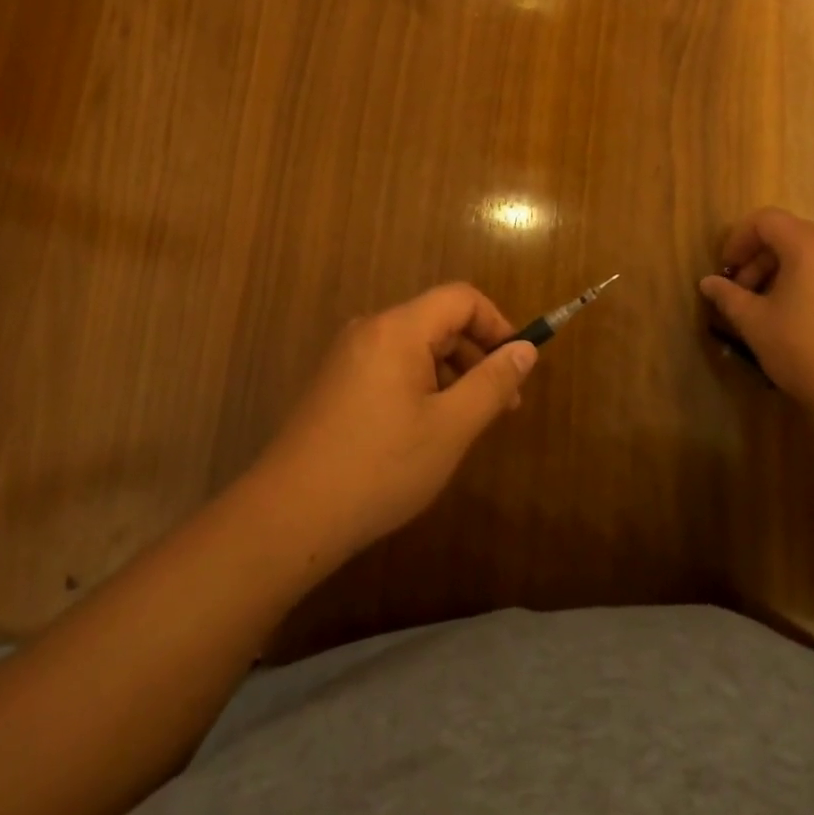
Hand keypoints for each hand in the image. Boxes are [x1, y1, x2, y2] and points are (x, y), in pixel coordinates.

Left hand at [249, 284, 536, 562]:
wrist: (288, 516)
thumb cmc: (380, 468)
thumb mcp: (450, 428)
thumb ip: (492, 383)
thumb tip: (526, 349)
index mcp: (397, 329)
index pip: (461, 298)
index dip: (497, 323)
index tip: (517, 366)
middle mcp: (370, 329)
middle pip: (438, 321)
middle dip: (477, 355)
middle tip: (503, 406)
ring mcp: (348, 356)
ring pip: (415, 347)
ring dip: (451, 374)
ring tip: (468, 424)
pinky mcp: (336, 383)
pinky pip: (391, 366)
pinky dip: (421, 385)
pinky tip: (426, 431)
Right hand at [698, 207, 813, 437]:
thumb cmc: (808, 352)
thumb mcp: (756, 324)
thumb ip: (729, 297)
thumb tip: (707, 282)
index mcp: (810, 246)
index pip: (765, 221)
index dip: (738, 240)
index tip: (726, 271)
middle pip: (789, 235)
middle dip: (758, 260)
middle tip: (742, 295)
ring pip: (811, 256)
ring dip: (782, 273)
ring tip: (767, 311)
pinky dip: (808, 284)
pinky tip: (799, 320)